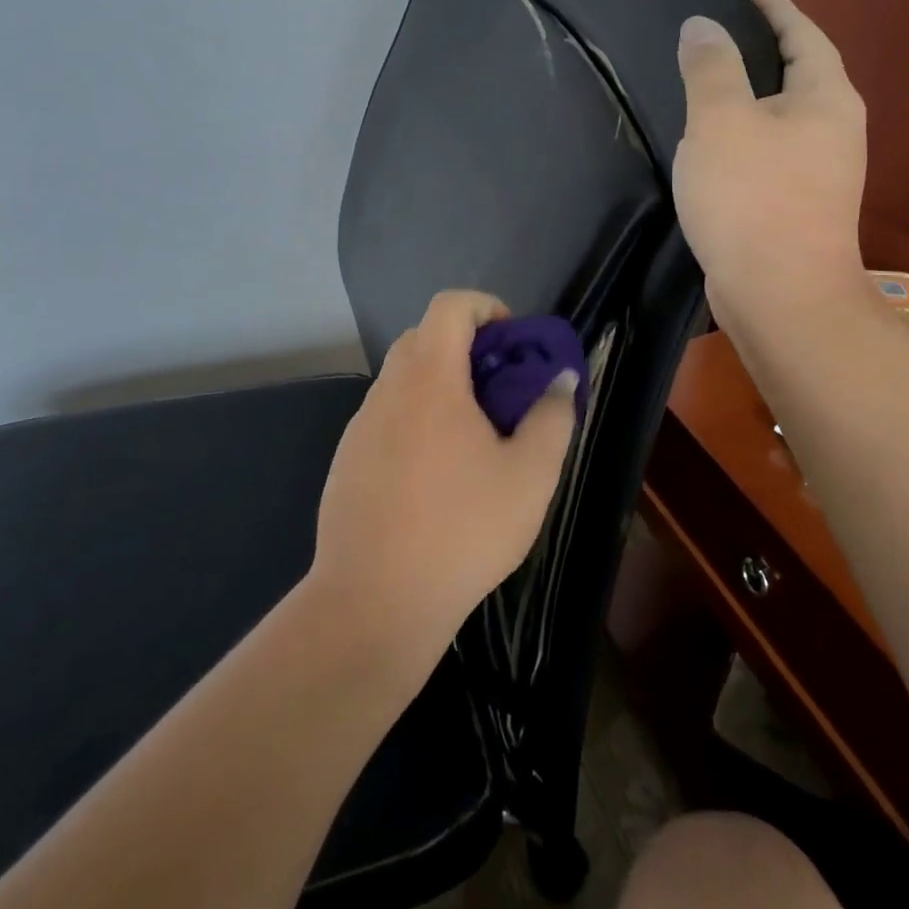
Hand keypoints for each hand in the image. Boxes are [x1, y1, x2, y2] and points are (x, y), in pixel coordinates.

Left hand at [309, 290, 579, 668]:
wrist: (374, 602)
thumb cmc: (462, 530)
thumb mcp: (530, 475)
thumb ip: (552, 417)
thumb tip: (560, 380)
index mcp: (429, 379)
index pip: (449, 306)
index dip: (486, 307)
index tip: (513, 344)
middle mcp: (388, 390)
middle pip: (424, 337)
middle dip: (466, 347)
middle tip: (500, 390)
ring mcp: (360, 426)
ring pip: (403, 379)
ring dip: (440, 385)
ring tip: (474, 437)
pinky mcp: (347, 460)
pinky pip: (386, 416)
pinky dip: (416, 419)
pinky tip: (436, 475)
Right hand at [672, 0, 870, 326]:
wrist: (781, 296)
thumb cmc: (752, 198)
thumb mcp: (720, 121)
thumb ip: (711, 67)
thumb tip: (703, 25)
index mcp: (826, 98)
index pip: (804, 36)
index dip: (778, 10)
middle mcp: (836, 129)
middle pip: (801, 75)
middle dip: (768, 53)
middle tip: (722, 39)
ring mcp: (824, 173)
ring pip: (786, 118)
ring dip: (756, 99)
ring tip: (713, 88)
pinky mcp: (802, 206)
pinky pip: (774, 153)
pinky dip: (749, 138)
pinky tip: (718, 147)